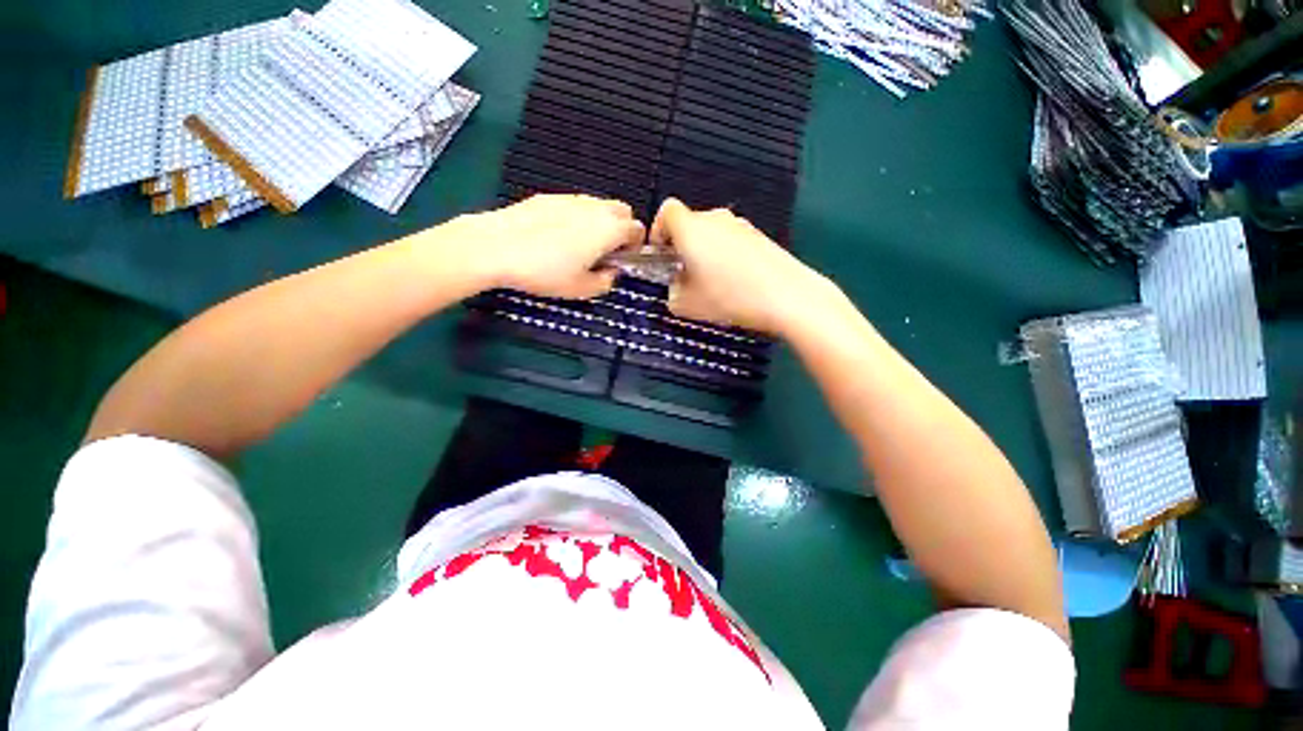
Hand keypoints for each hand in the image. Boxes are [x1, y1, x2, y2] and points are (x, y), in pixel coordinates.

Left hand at [457, 194, 645, 298]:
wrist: (496, 247)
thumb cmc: (545, 272)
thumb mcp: (582, 289)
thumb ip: (606, 282)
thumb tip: (611, 273)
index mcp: (609, 229)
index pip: (637, 229)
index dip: (635, 245)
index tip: (623, 259)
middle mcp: (595, 208)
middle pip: (622, 210)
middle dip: (622, 228)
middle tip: (606, 250)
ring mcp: (571, 198)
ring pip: (598, 205)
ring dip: (600, 221)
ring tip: (581, 244)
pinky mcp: (549, 197)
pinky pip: (575, 204)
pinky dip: (577, 217)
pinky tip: (557, 235)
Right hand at [650, 198, 832, 334]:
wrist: (786, 296)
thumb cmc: (728, 297)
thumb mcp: (685, 304)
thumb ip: (671, 291)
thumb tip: (677, 285)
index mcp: (691, 228)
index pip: (667, 211)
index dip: (658, 230)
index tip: (661, 253)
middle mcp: (715, 219)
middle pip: (690, 223)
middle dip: (683, 245)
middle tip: (685, 274)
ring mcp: (741, 225)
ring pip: (712, 232)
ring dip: (705, 251)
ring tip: (712, 281)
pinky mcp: (760, 236)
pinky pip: (733, 240)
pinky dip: (726, 254)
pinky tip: (735, 281)